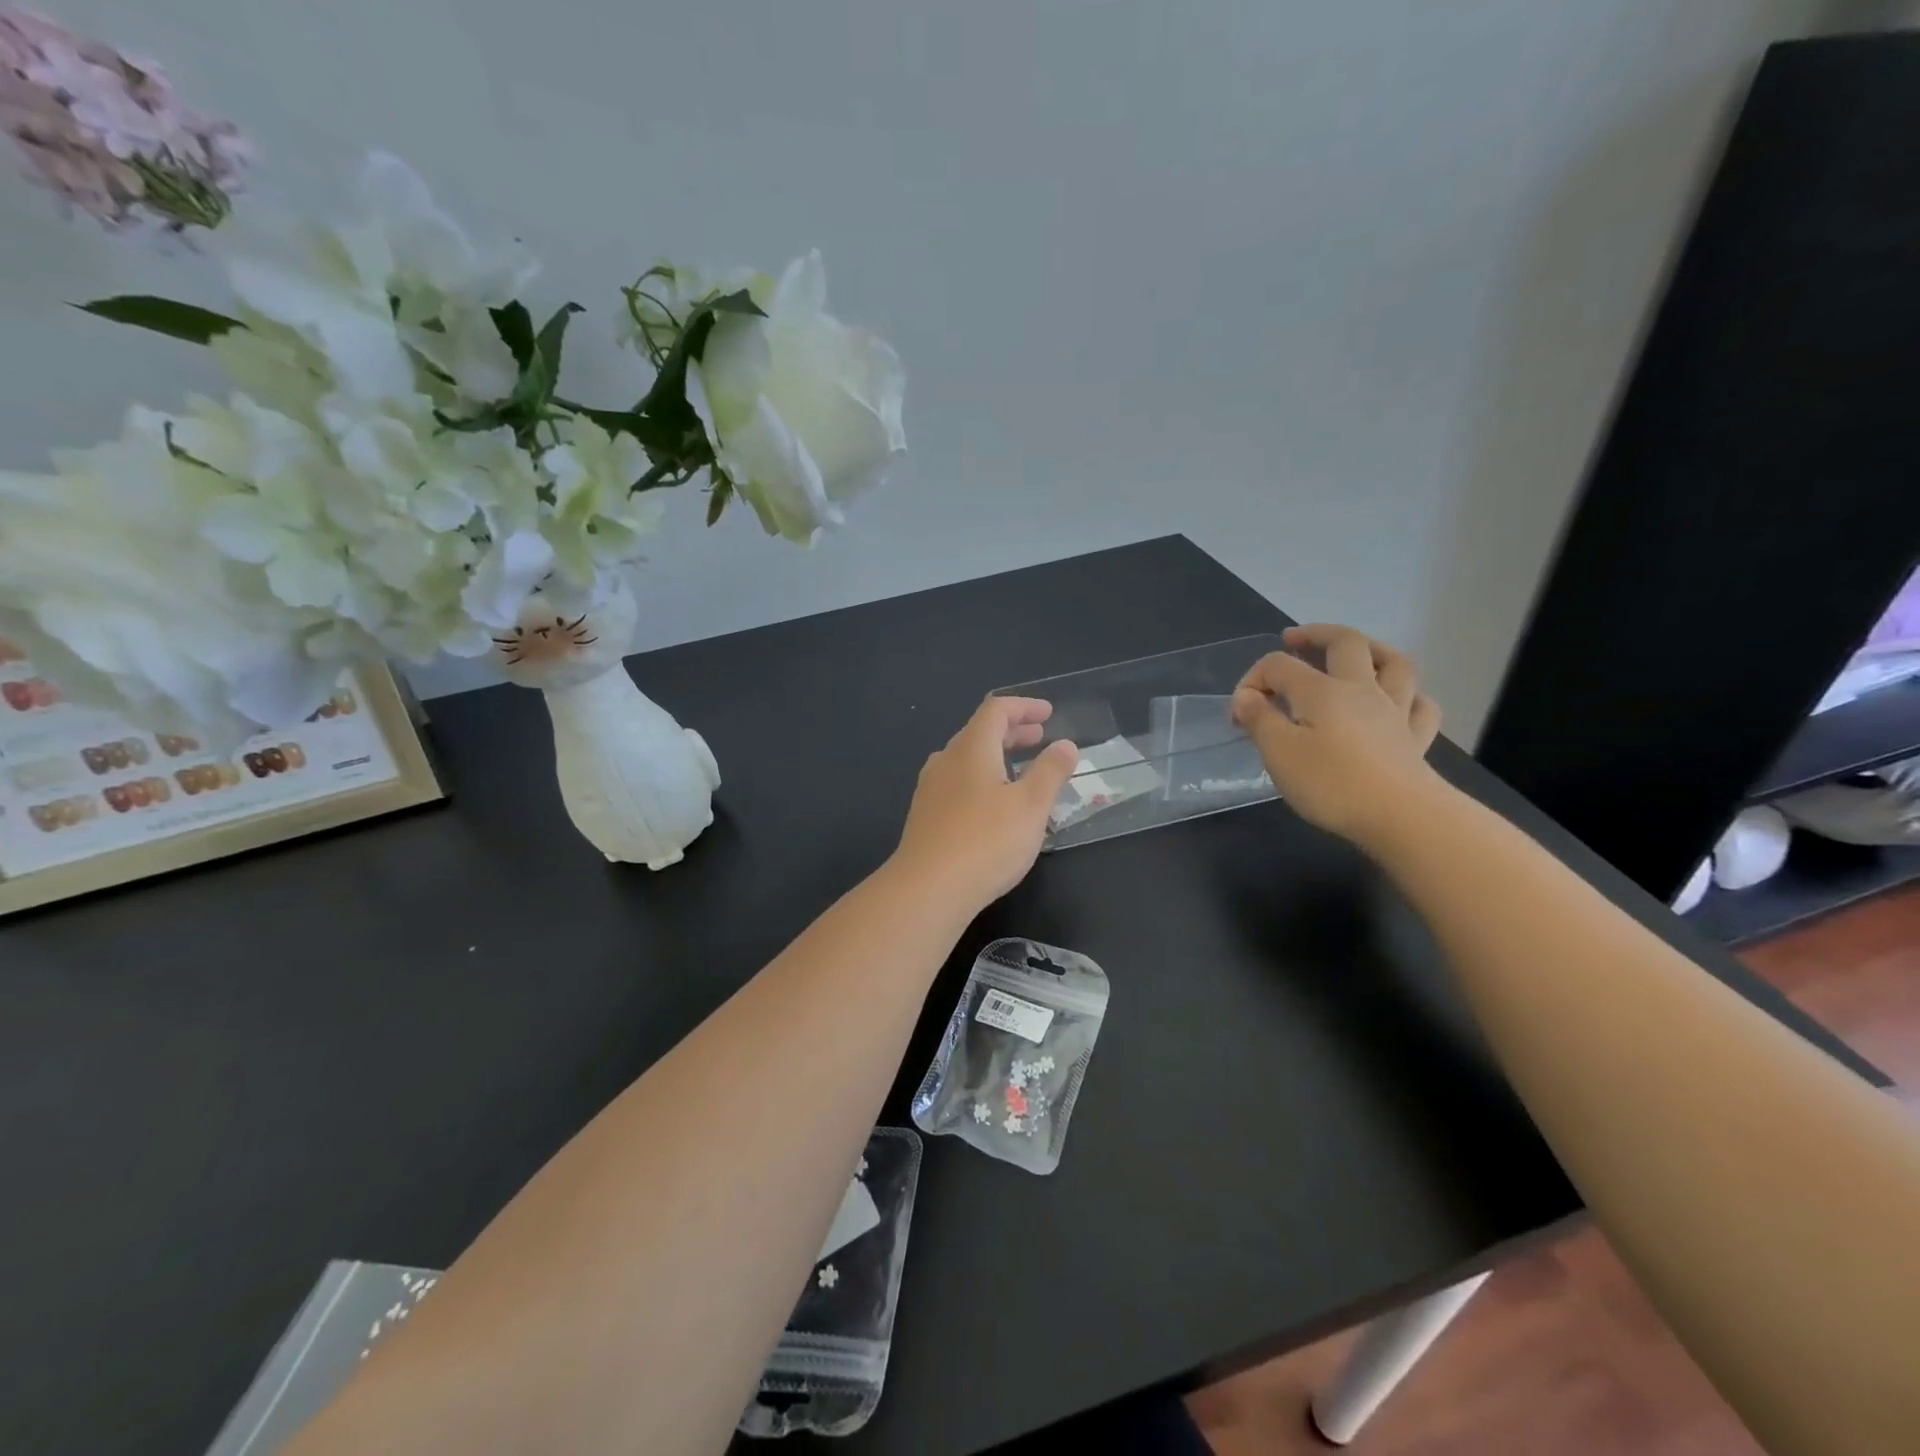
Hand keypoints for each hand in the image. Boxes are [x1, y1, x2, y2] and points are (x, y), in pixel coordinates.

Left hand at [891, 696, 1078, 912]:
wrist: (928, 889)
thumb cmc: (986, 841)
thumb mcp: (1031, 806)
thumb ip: (1050, 771)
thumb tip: (1065, 744)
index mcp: (971, 748)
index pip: (996, 710)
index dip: (1024, 707)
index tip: (1048, 714)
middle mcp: (945, 760)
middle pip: (979, 732)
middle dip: (1012, 731)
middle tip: (1040, 737)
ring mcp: (931, 788)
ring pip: (966, 759)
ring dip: (996, 756)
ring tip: (1021, 770)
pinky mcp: (925, 815)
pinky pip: (957, 783)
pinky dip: (981, 778)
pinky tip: (993, 804)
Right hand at [1231, 624, 1444, 845]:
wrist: (1401, 816)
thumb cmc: (1331, 784)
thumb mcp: (1278, 753)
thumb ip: (1259, 720)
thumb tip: (1246, 697)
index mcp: (1321, 690)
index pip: (1279, 666)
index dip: (1253, 680)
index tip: (1238, 715)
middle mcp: (1360, 689)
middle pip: (1345, 643)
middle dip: (1316, 635)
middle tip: (1294, 640)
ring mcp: (1395, 711)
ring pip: (1394, 664)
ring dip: (1373, 650)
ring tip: (1356, 652)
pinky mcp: (1416, 739)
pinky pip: (1420, 705)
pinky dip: (1410, 696)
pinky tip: (1400, 702)